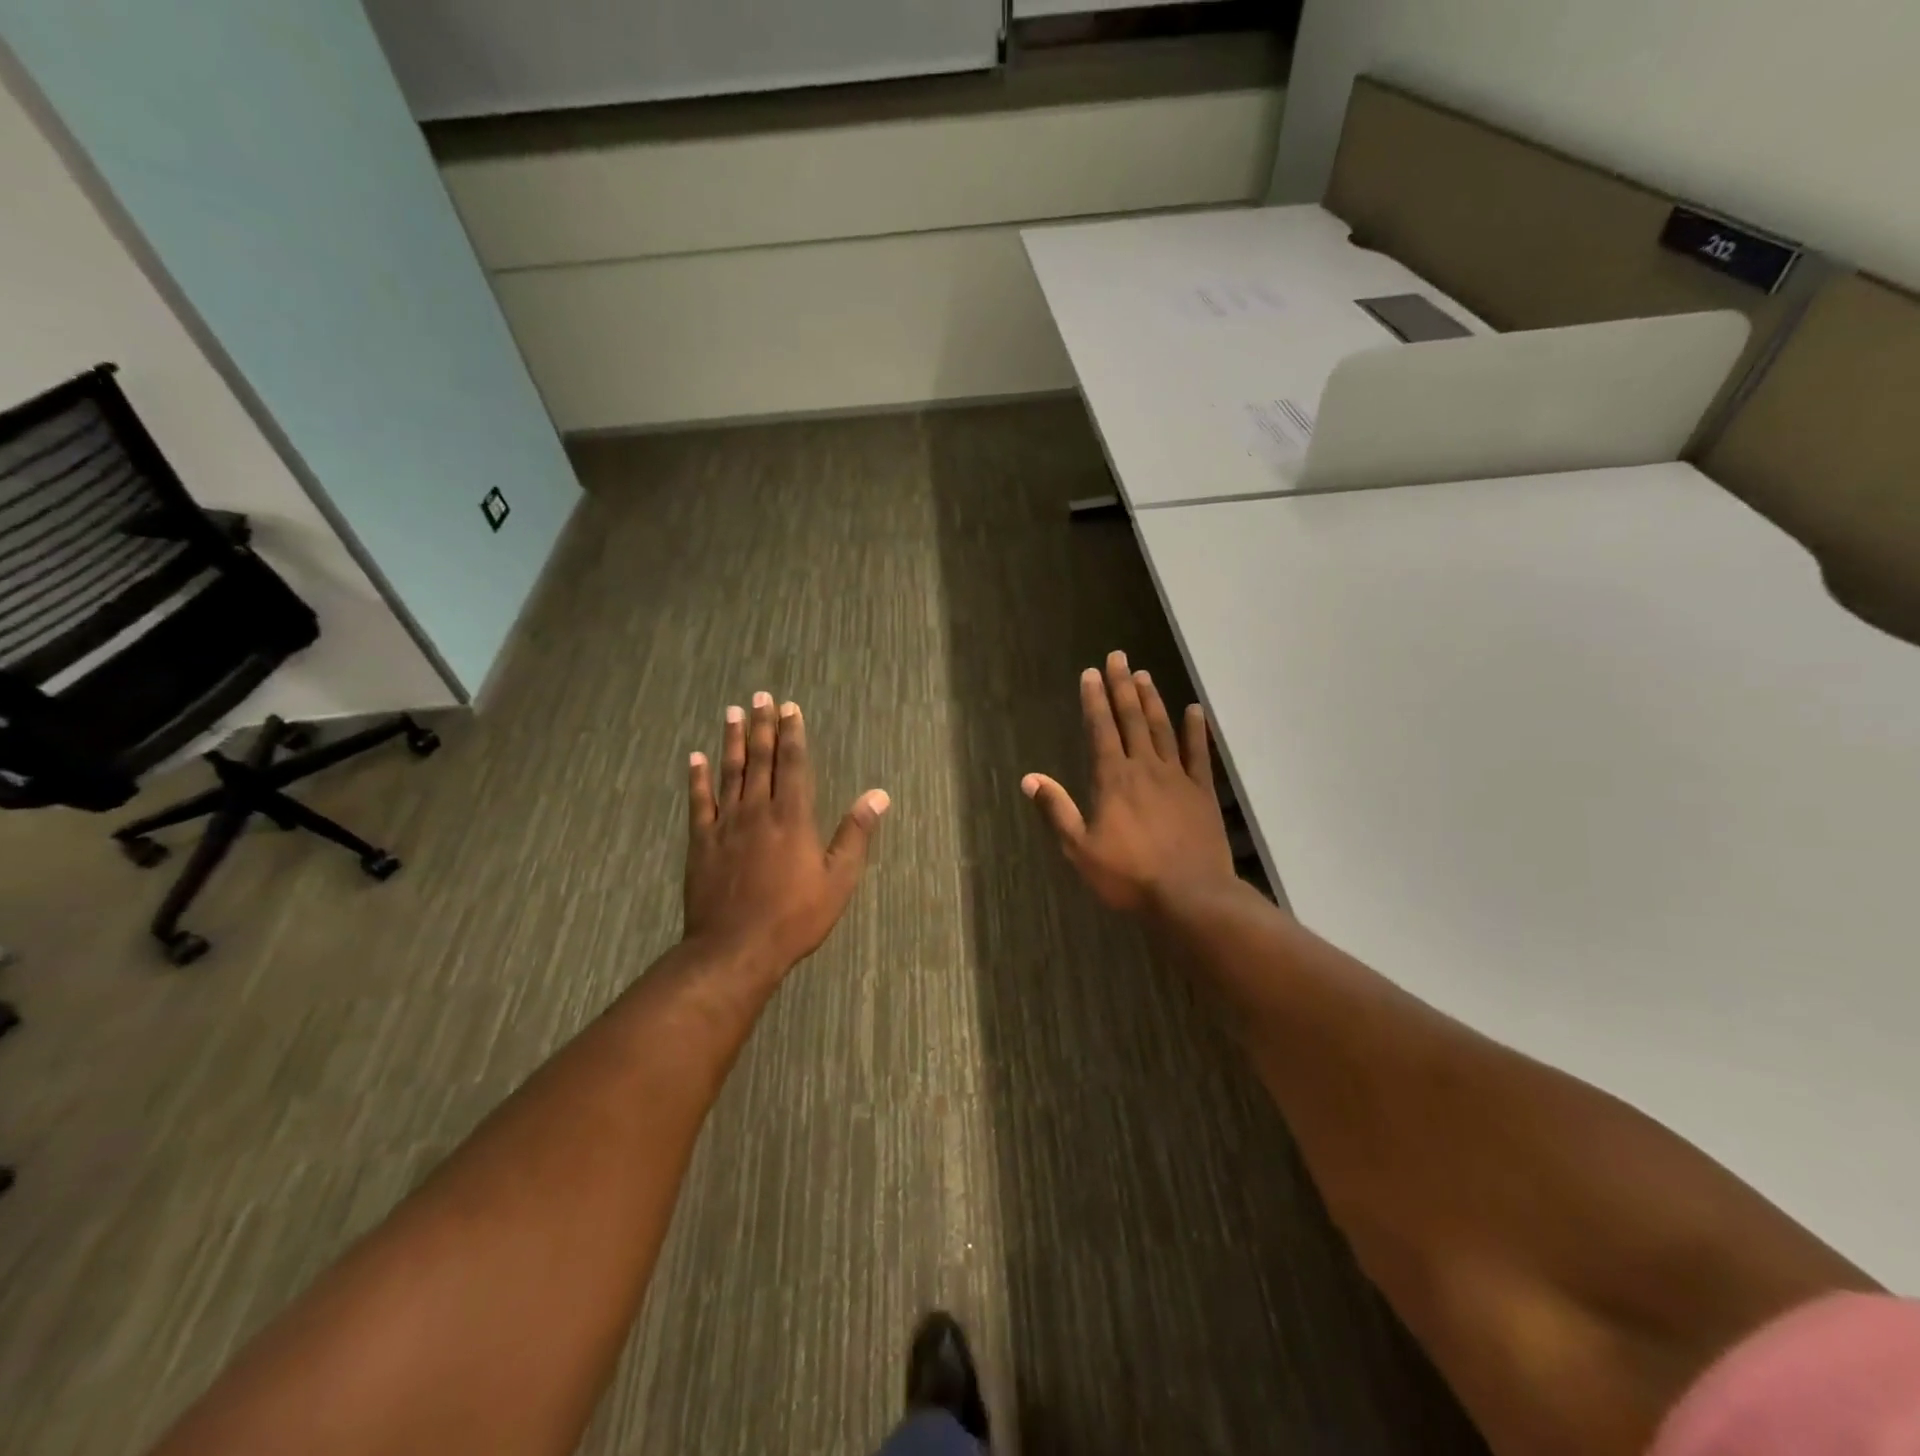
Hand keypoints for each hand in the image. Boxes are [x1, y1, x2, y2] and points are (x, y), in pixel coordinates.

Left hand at [684, 692, 888, 976]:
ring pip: (729, 772)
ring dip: (732, 741)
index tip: (790, 708)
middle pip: (760, 759)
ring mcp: (726, 824)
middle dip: (762, 726)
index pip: (794, 764)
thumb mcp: (838, 880)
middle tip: (760, 697)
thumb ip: (856, 834)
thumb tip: (878, 795)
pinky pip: (699, 802)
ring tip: (732, 712)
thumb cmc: (795, 916)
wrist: (735, 948)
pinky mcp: (701, 842)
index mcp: (793, 817)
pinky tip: (695, 757)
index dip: (793, 734)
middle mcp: (758, 811)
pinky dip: (697, 778)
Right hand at [1022, 651, 1235, 913]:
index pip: (1101, 730)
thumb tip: (1030, 779)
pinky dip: (1196, 731)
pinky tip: (1194, 710)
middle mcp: (1145, 768)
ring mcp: (1177, 778)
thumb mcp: (1080, 849)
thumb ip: (1057, 810)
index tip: (1091, 674)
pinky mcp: (1202, 792)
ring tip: (1144, 675)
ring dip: (1152, 701)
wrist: (1190, 896)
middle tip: (1118, 657)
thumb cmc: (1129, 876)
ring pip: (1162, 729)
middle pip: (1131, 719)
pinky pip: (1199, 754)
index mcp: (1113, 779)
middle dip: (1122, 687)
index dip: (1094, 700)